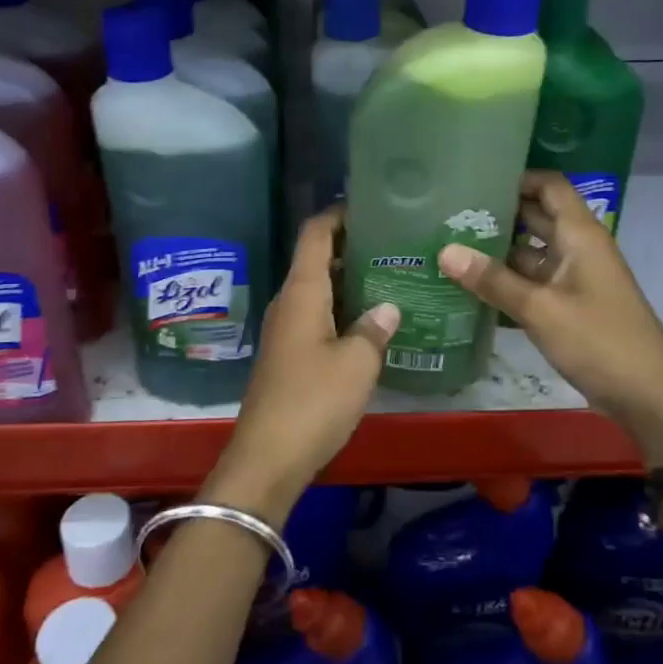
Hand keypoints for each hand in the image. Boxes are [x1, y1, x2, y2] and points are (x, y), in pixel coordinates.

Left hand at [206, 208, 397, 523]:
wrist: (268, 457)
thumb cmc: (313, 401)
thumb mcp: (357, 363)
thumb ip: (374, 329)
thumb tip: (387, 308)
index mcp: (302, 292)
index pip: (315, 234)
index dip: (338, 214)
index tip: (371, 205)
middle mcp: (289, 303)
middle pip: (316, 259)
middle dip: (351, 246)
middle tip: (394, 243)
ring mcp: (286, 330)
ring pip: (318, 290)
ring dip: (348, 280)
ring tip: (390, 276)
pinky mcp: (289, 355)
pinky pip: (317, 316)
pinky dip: (342, 308)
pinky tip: (370, 321)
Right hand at [437, 171, 662, 462]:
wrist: (648, 397)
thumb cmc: (599, 341)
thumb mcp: (540, 309)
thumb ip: (493, 280)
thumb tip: (445, 251)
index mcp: (580, 235)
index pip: (549, 185)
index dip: (517, 177)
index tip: (474, 178)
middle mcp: (577, 248)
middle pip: (536, 216)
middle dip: (497, 214)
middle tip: (447, 213)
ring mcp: (574, 278)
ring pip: (531, 253)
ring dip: (497, 251)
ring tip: (448, 246)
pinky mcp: (569, 306)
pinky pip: (533, 283)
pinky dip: (506, 282)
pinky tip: (469, 288)